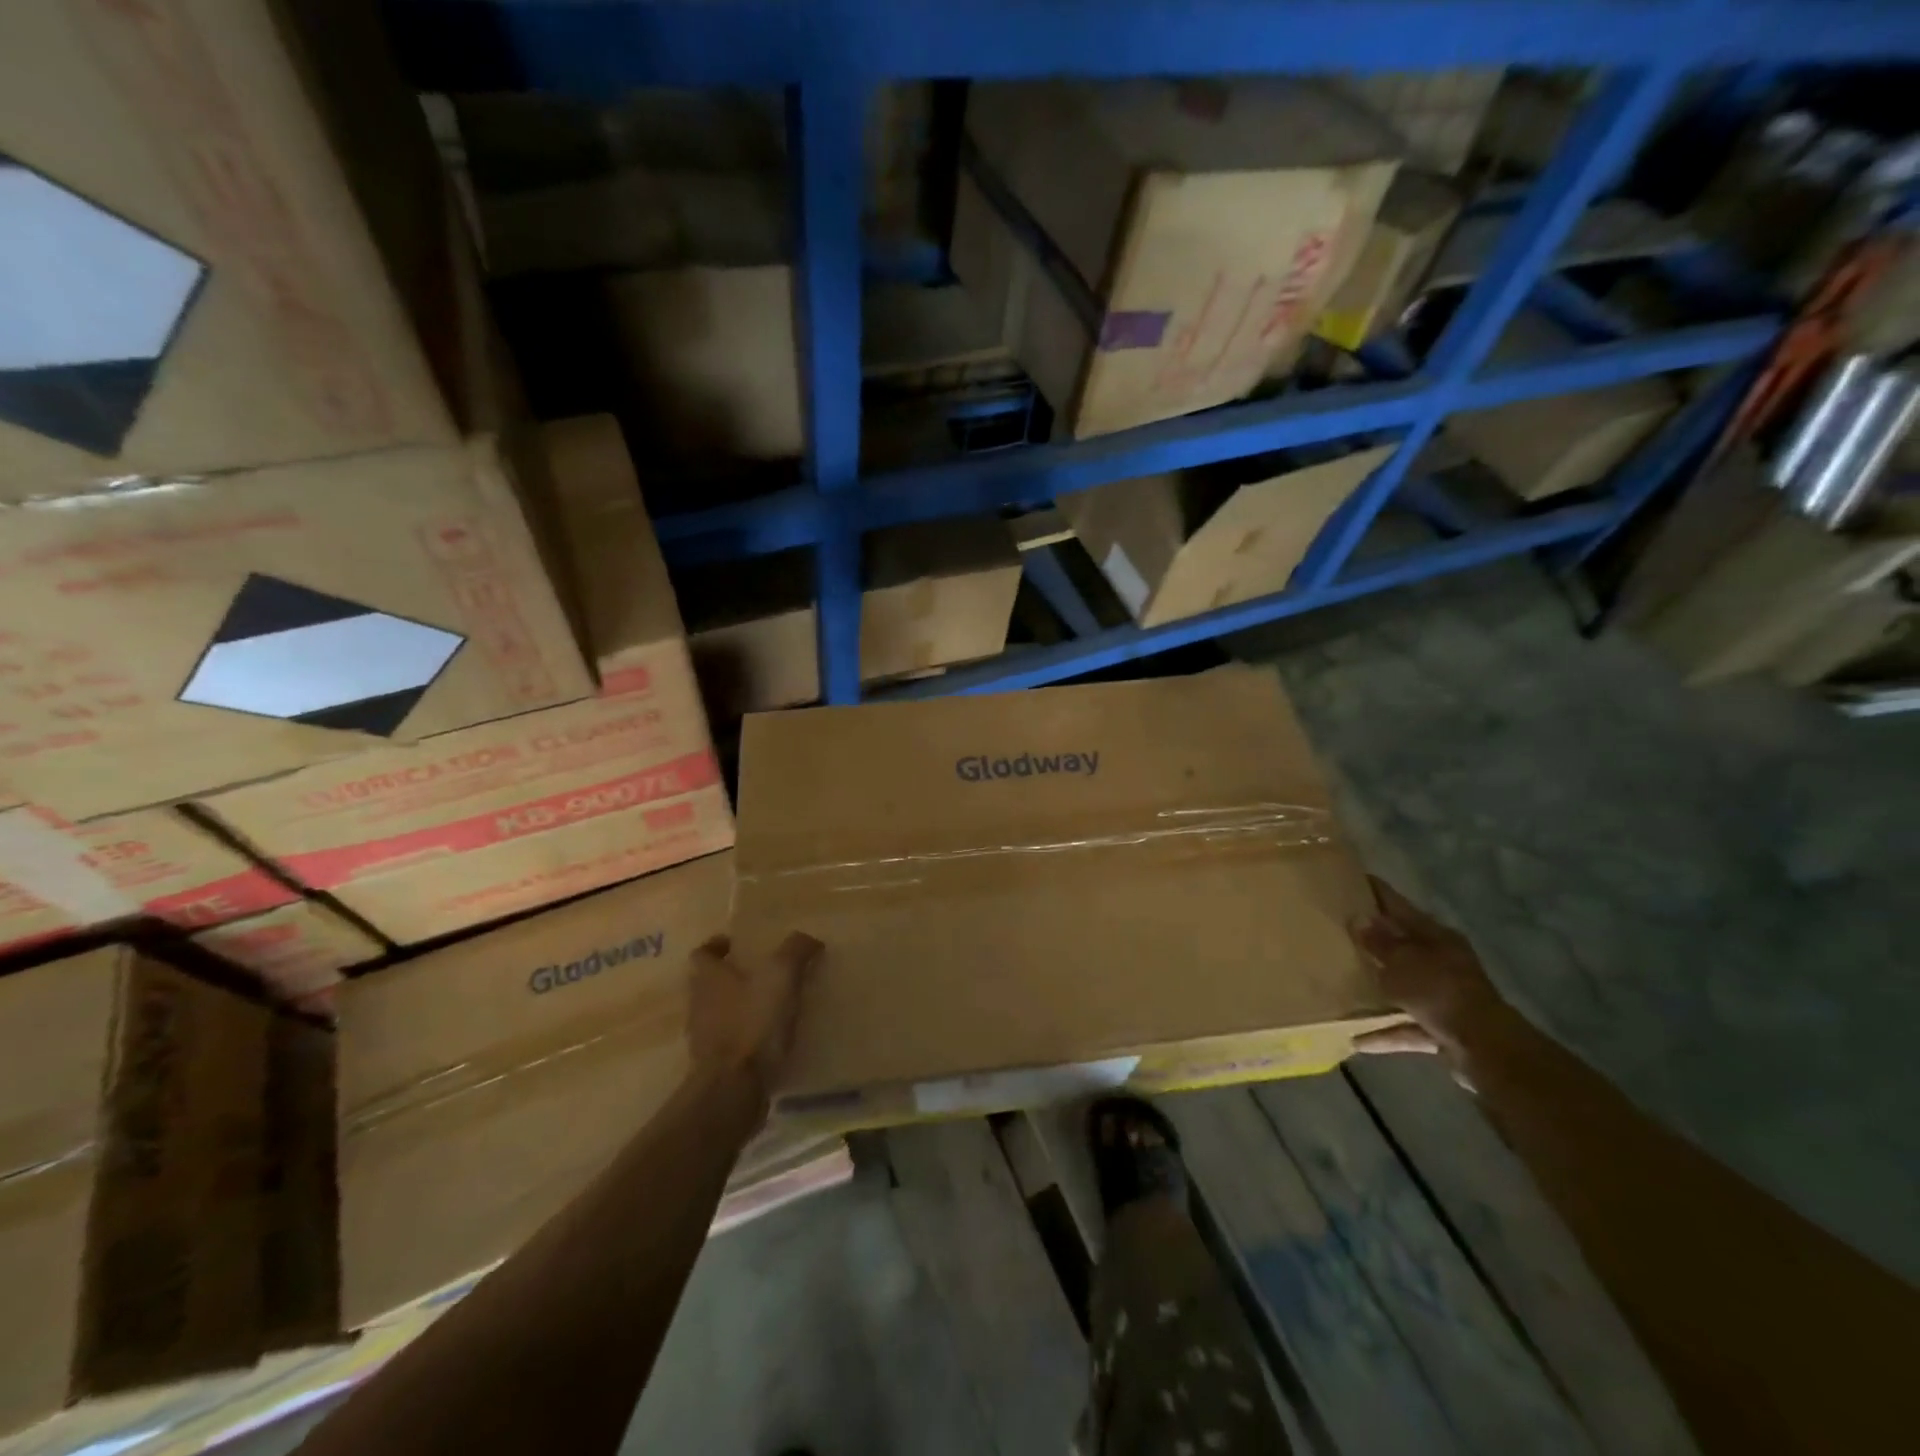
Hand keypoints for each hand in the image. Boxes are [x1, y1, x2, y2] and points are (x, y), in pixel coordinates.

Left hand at [687, 932, 820, 1096]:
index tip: (736, 945)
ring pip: (719, 1014)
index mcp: (708, 978)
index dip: (717, 947)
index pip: (702, 954)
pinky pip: (730, 1042)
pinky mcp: (714, 1067)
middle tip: (762, 973)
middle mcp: (699, 1004)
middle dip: (732, 977)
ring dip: (739, 1008)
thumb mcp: (781, 975)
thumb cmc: (753, 1022)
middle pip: (709, 984)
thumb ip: (796, 950)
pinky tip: (770, 1039)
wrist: (734, 1087)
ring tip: (772, 1006)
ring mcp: (703, 1038)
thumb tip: (809, 939)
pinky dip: (746, 1037)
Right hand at [1351, 878, 1505, 1061]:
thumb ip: (1378, 942)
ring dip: (1377, 989)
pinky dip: (1385, 1032)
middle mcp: (1442, 961)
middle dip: (1372, 940)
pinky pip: (1406, 1026)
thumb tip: (1357, 917)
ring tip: (1341, 984)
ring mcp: (1443, 996)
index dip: (1375, 892)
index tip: (1348, 879)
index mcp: (1435, 937)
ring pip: (1403, 986)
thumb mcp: (1402, 962)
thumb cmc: (1440, 992)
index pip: (1398, 905)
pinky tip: (1357, 1039)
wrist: (1486, 1048)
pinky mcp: (1442, 1027)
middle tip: (1335, 929)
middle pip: (1401, 946)